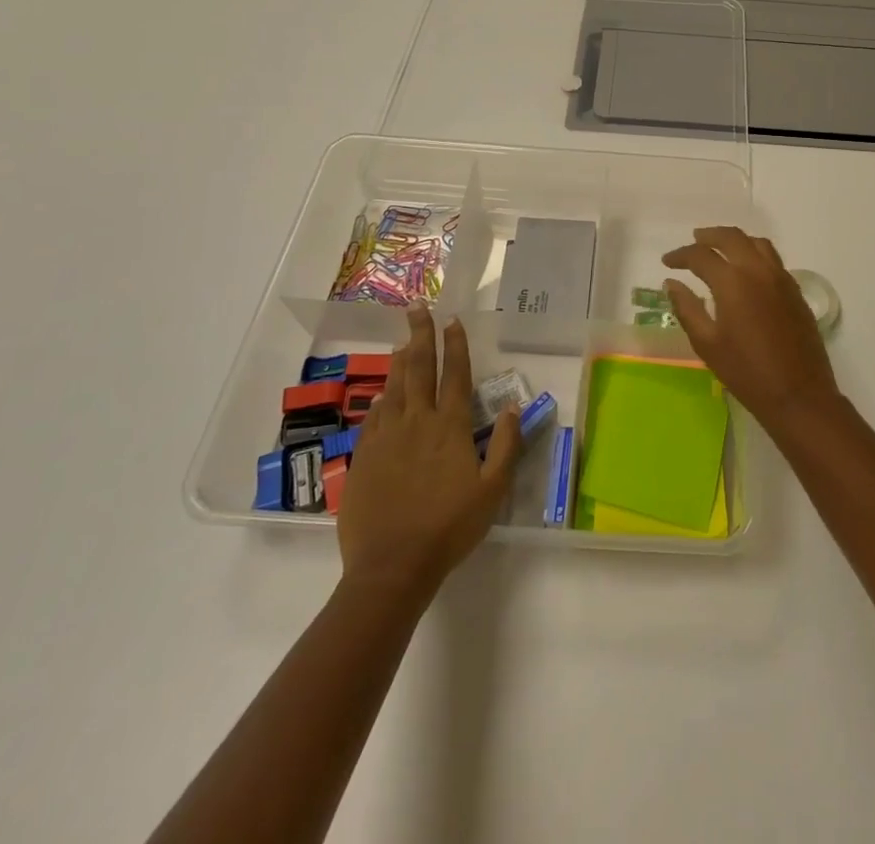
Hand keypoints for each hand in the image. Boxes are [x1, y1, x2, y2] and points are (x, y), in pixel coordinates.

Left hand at [336, 305, 519, 603]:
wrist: (392, 565)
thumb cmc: (450, 527)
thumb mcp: (492, 490)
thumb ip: (505, 445)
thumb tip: (511, 407)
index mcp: (449, 426)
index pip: (454, 374)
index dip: (454, 344)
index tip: (452, 319)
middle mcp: (416, 421)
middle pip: (418, 368)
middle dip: (420, 334)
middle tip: (417, 307)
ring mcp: (385, 437)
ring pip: (393, 387)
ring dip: (399, 361)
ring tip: (402, 341)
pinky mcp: (363, 457)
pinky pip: (373, 417)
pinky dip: (380, 399)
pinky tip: (382, 394)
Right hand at [662, 227, 839, 435]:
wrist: (798, 394)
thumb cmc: (746, 372)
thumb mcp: (707, 343)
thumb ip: (687, 308)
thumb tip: (672, 283)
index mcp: (732, 281)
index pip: (701, 255)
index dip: (680, 255)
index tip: (668, 262)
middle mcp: (758, 270)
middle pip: (731, 237)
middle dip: (708, 236)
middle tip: (693, 242)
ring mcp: (781, 278)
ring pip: (757, 243)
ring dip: (735, 240)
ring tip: (720, 249)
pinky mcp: (795, 290)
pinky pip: (773, 259)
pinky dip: (755, 253)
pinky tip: (747, 270)